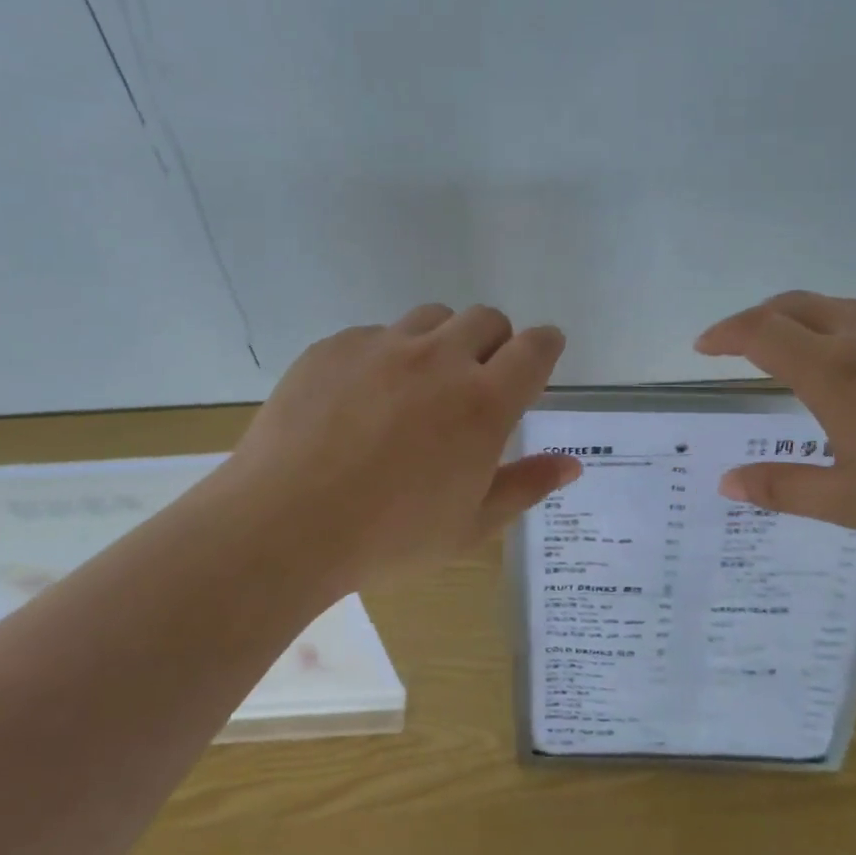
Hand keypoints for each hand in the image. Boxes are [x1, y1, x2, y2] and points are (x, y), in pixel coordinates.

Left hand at [220, 304, 580, 593]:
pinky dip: (386, 355)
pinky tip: (361, 400)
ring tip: (420, 384)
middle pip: (486, 319)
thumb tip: (571, 464)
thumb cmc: (389, 537)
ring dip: (442, 340)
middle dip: (495, 342)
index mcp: (483, 403)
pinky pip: (375, 335)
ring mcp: (382, 346)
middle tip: (478, 380)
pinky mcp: (334, 347)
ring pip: (432, 317)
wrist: (283, 524)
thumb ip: (526, 486)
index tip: (542, 355)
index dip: (546, 346)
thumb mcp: (471, 526)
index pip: (534, 348)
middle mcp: (439, 359)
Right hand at [695, 292, 855, 553]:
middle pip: (793, 304)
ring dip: (803, 320)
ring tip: (797, 352)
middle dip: (756, 320)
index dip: (724, 335)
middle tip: (739, 345)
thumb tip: (726, 483)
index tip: (704, 346)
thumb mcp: (852, 503)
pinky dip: (847, 324)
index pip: (761, 333)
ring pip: (838, 305)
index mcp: (836, 373)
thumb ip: (782, 489)